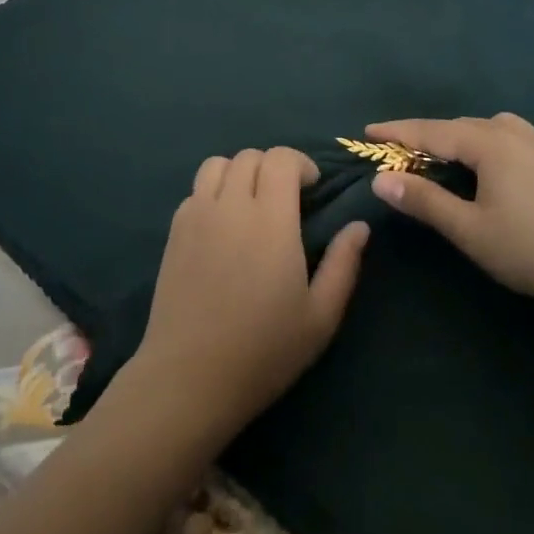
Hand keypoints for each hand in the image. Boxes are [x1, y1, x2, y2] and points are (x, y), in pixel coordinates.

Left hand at [126, 147, 368, 442]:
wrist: (190, 377)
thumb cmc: (263, 350)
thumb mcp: (320, 316)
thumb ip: (343, 264)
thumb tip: (359, 226)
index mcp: (271, 220)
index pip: (281, 158)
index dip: (300, 163)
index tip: (311, 188)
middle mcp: (231, 205)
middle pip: (250, 156)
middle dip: (273, 167)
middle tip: (286, 199)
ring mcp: (197, 214)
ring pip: (218, 164)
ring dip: (240, 172)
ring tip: (251, 203)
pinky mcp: (174, 230)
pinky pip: (196, 190)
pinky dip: (214, 192)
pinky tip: (223, 225)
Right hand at [367, 114, 533, 316]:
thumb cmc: (530, 250)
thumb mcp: (469, 230)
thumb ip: (424, 201)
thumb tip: (382, 179)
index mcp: (491, 144)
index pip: (433, 131)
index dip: (398, 132)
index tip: (367, 131)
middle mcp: (515, 134)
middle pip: (460, 126)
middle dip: (426, 135)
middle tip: (398, 149)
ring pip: (488, 129)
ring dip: (459, 137)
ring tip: (442, 155)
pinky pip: (509, 139)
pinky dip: (485, 144)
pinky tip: (489, 167)